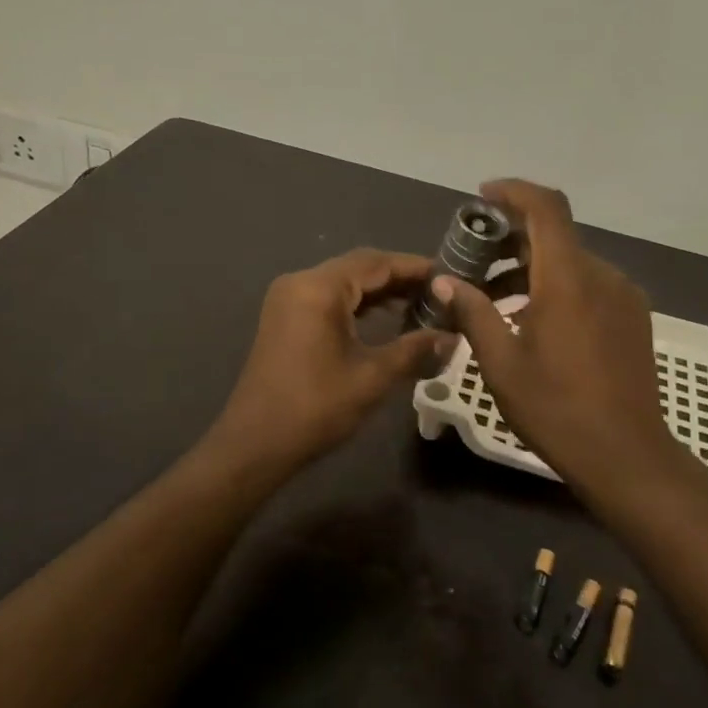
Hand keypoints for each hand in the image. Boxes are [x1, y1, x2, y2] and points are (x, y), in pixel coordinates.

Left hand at [213, 249, 448, 472]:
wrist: (255, 444)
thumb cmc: (315, 407)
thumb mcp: (372, 378)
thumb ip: (414, 350)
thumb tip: (452, 338)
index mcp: (319, 288)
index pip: (376, 263)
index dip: (415, 267)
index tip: (449, 275)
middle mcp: (300, 282)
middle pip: (359, 267)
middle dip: (399, 278)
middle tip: (440, 292)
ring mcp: (288, 299)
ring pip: (343, 283)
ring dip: (379, 291)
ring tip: (420, 305)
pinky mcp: (285, 318)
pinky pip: (328, 298)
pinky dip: (357, 304)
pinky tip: (385, 319)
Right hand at [435, 180, 684, 499]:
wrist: (627, 456)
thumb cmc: (556, 409)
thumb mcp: (501, 363)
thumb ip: (472, 312)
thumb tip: (443, 281)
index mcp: (568, 279)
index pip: (545, 208)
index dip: (513, 192)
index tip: (481, 197)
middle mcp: (602, 275)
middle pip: (554, 235)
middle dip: (510, 239)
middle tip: (472, 263)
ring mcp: (623, 296)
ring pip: (570, 262)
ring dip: (531, 268)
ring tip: (493, 301)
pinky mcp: (633, 318)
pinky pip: (589, 285)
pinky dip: (556, 287)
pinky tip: (533, 321)